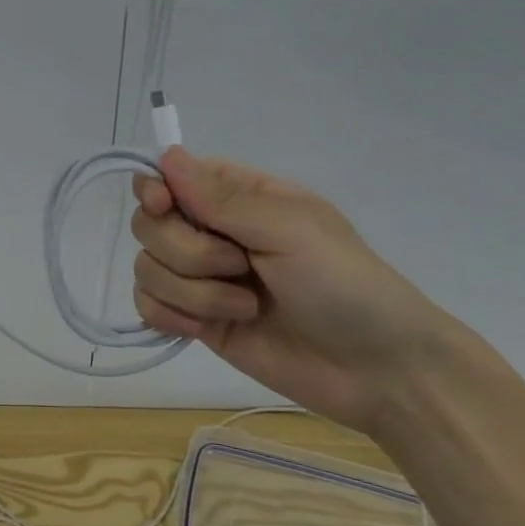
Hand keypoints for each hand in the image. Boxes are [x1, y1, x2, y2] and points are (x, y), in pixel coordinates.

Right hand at [131, 147, 479, 434]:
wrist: (377, 370)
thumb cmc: (344, 284)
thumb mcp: (289, 229)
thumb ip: (221, 198)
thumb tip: (165, 155)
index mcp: (238, 197)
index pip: (168, 177)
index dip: (155, 190)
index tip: (164, 205)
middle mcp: (212, 231)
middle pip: (150, 225)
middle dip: (186, 251)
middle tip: (237, 266)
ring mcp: (201, 278)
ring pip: (147, 267)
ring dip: (192, 292)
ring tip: (246, 308)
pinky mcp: (195, 320)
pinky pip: (147, 306)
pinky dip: (170, 317)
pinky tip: (203, 329)